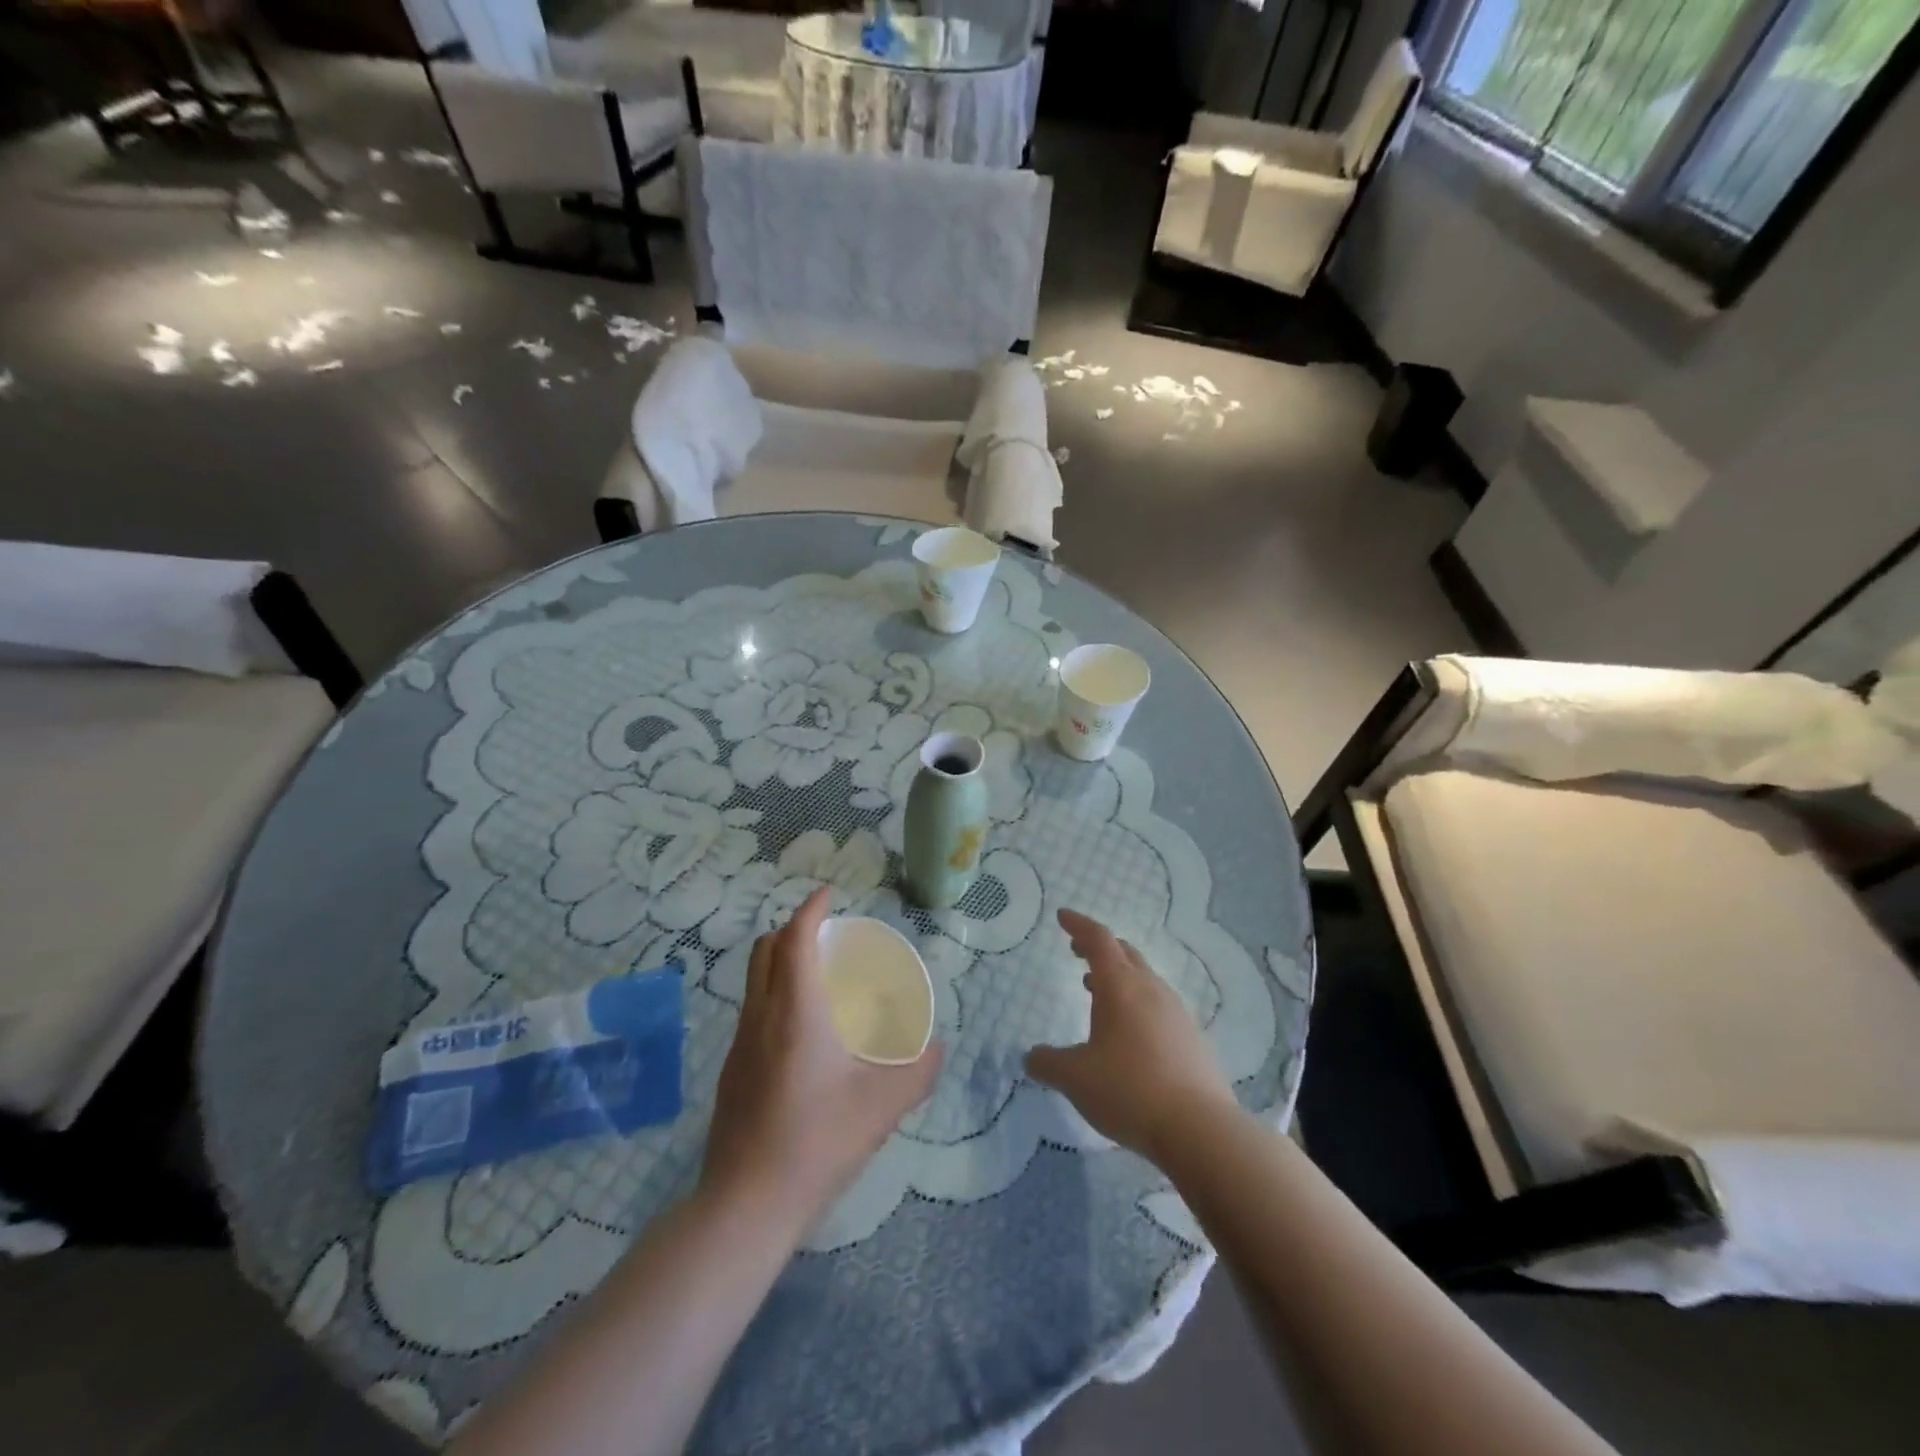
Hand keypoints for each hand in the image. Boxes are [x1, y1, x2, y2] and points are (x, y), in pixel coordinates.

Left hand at [701, 887, 944, 1230]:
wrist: (746, 1205)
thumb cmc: (817, 1141)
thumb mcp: (882, 1106)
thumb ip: (918, 1073)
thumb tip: (939, 1050)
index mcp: (794, 1010)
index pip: (794, 938)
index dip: (810, 909)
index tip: (828, 894)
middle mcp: (760, 1016)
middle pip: (765, 950)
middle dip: (792, 929)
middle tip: (826, 935)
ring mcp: (739, 1045)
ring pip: (754, 981)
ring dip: (780, 962)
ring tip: (816, 978)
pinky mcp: (731, 1073)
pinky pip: (752, 1012)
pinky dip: (773, 996)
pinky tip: (800, 1033)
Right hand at [1026, 909, 1237, 1163]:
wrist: (1199, 1129)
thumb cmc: (1128, 1090)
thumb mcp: (1075, 1078)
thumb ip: (1048, 1063)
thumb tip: (1032, 1056)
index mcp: (1120, 986)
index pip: (1098, 939)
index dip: (1078, 925)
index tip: (1062, 917)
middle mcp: (1150, 989)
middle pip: (1125, 953)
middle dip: (1099, 947)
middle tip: (1078, 951)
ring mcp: (1177, 1013)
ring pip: (1144, 979)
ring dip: (1119, 977)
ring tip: (1097, 993)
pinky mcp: (1193, 1039)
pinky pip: (1159, 1007)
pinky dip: (1138, 1004)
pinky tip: (1131, 1034)